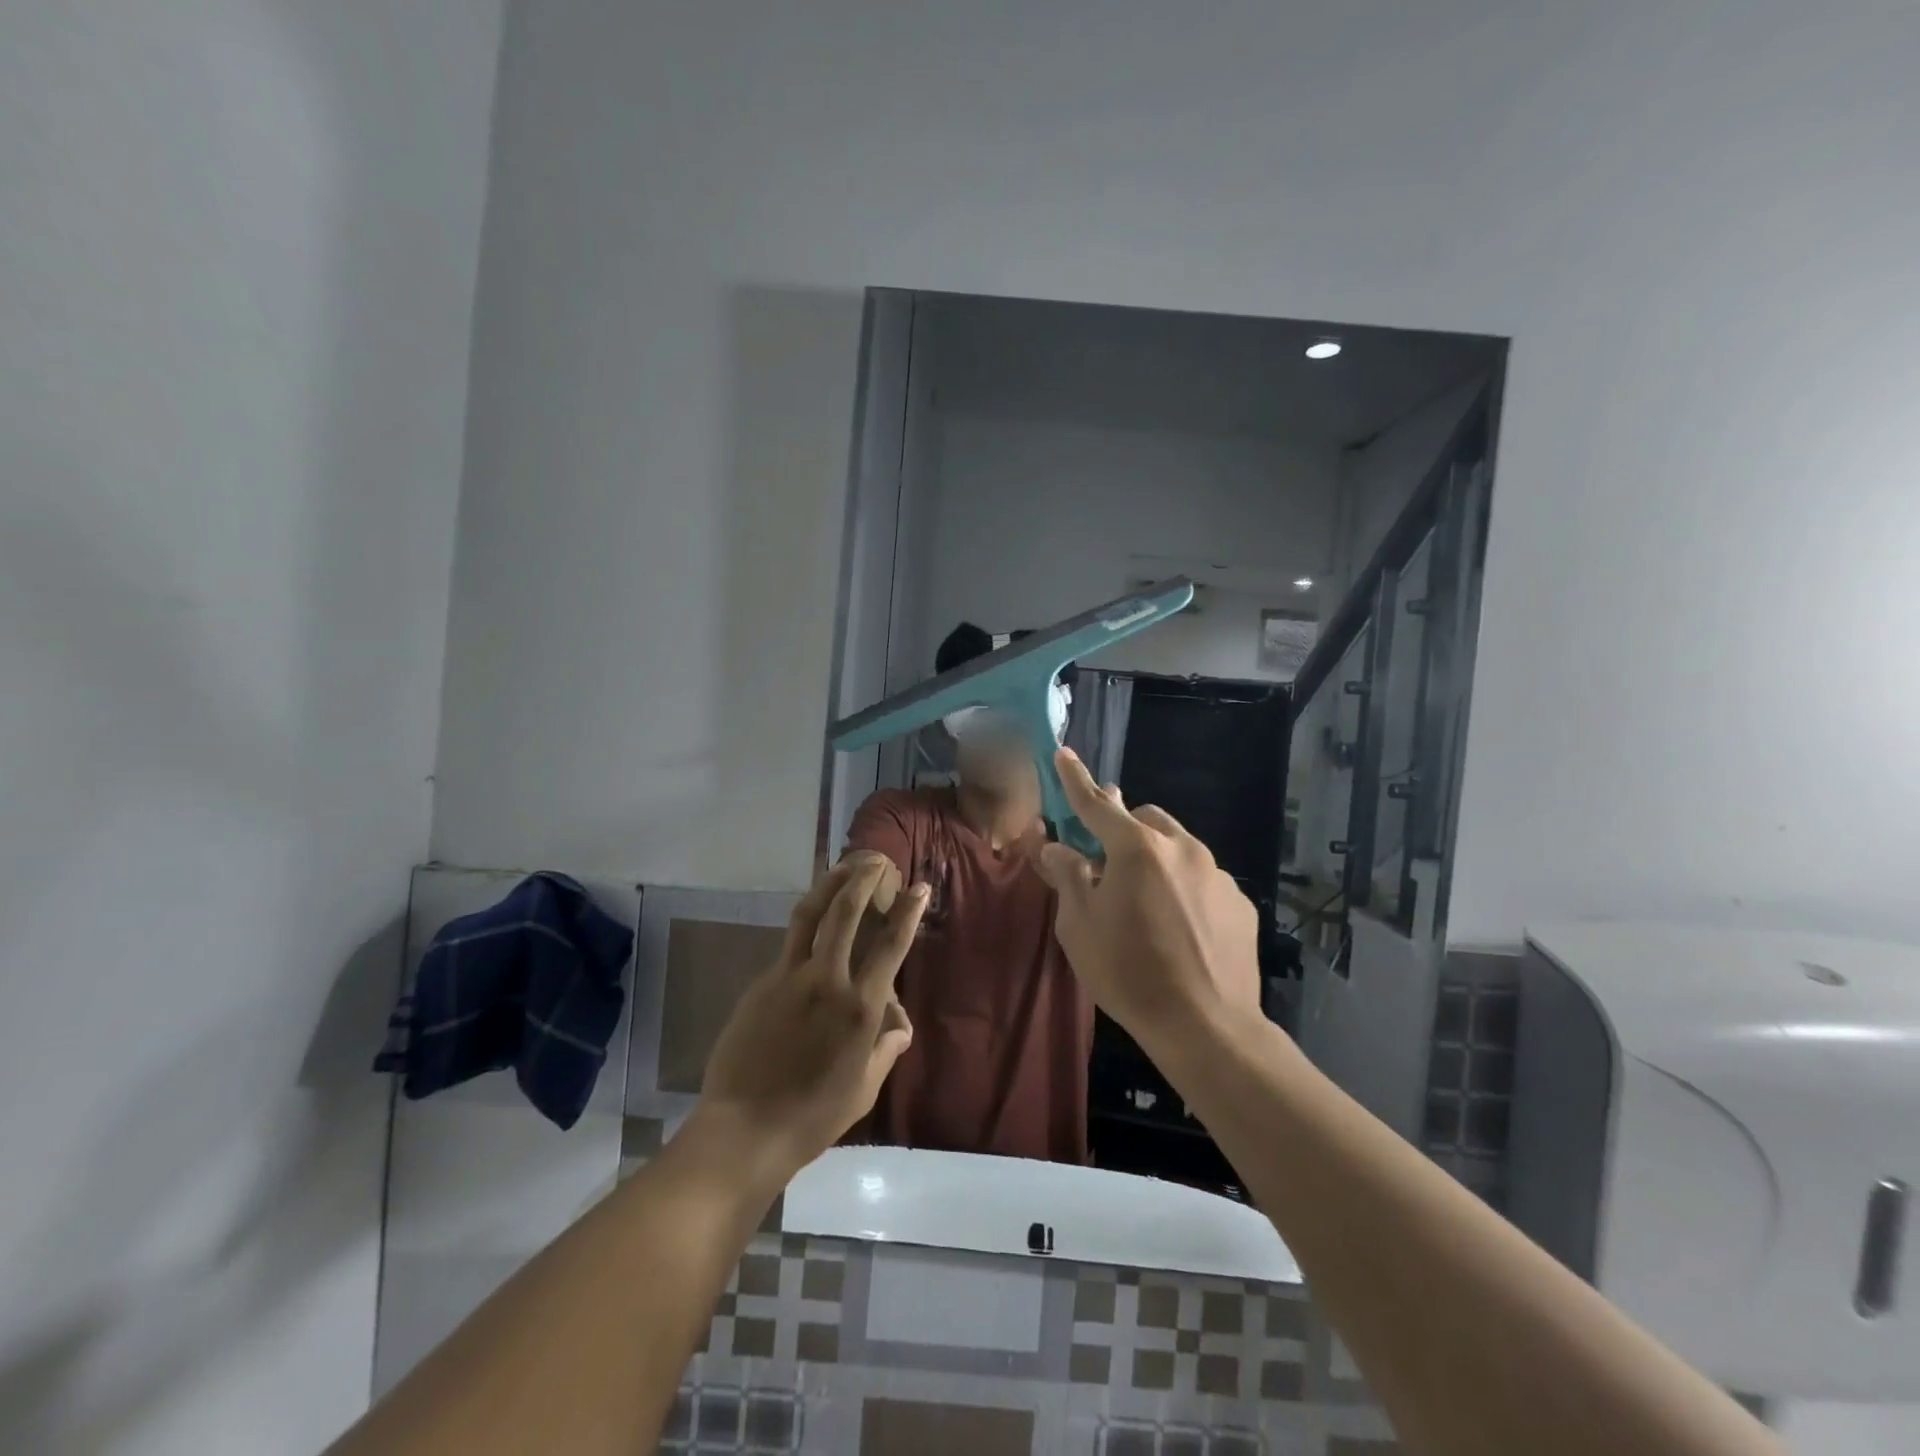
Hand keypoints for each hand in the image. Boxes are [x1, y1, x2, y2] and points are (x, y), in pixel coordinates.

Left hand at [696, 857, 927, 1182]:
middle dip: (863, 879)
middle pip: (846, 913)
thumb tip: (900, 1025)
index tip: (918, 886)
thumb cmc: (813, 1116)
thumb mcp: (864, 1089)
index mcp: (860, 1007)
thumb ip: (885, 1049)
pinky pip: (789, 945)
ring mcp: (789, 977)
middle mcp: (827, 980)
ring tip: (842, 866)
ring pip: (810, 915)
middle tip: (875, 859)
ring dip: (829, 884)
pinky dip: (806, 925)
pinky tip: (812, 924)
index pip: (891, 946)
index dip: (908, 912)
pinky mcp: (761, 983)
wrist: (744, 1129)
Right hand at [1033, 749, 1260, 1051]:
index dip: (1075, 779)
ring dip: (1156, 859)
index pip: (1096, 804)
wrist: (1206, 1026)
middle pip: (1145, 819)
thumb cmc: (1129, 973)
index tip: (1063, 753)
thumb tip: (1056, 847)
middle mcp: (1181, 848)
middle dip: (1123, 828)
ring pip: (1178, 847)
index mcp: (1136, 849)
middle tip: (1108, 863)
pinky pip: (1203, 879)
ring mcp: (1217, 873)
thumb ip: (1068, 877)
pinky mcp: (1240, 901)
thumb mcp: (1080, 927)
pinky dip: (1185, 888)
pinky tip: (1181, 928)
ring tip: (1147, 904)